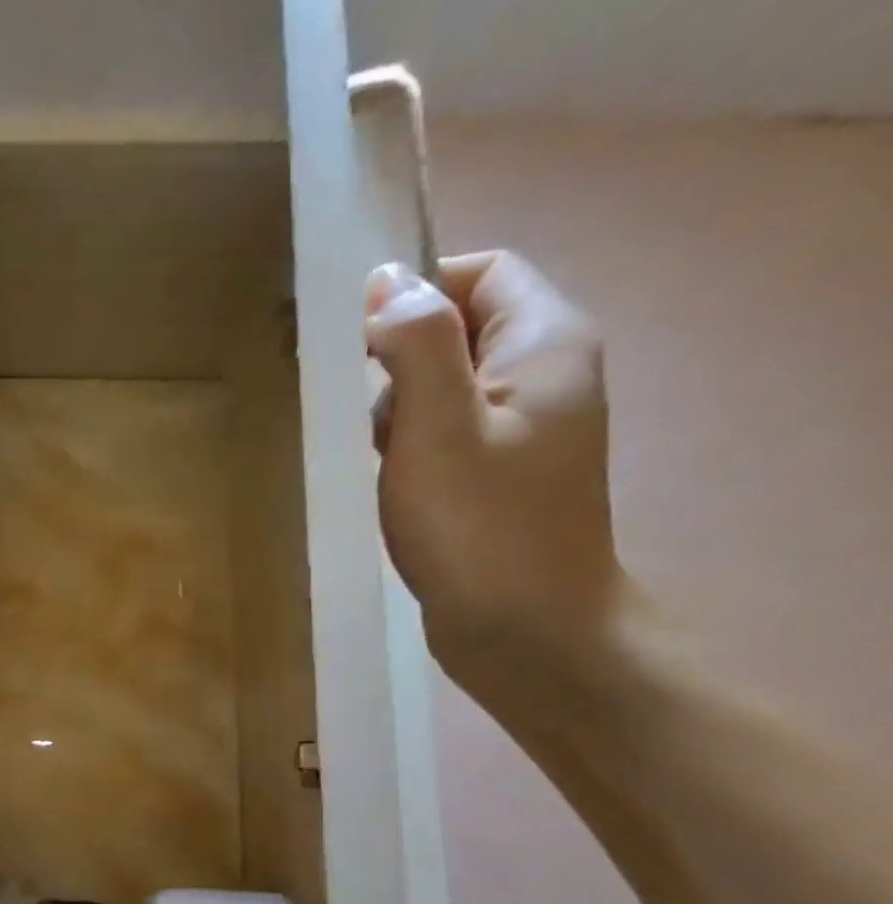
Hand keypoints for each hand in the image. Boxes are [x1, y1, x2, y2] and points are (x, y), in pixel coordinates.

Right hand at [366, 251, 623, 692]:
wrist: (527, 630)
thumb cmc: (481, 529)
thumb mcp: (438, 429)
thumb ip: (415, 347)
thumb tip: (385, 281)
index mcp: (545, 343)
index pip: (482, 272)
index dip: (416, 291)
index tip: (356, 344)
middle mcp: (546, 374)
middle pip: (460, 329)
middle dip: (398, 361)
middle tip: (364, 417)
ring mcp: (527, 429)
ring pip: (445, 387)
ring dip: (398, 412)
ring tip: (377, 461)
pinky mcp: (502, 475)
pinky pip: (447, 433)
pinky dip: (410, 448)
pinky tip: (390, 486)